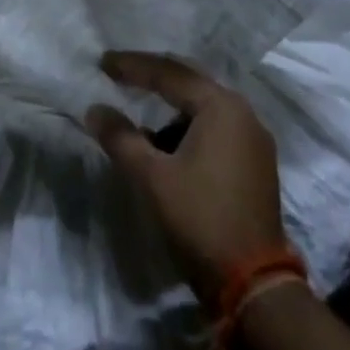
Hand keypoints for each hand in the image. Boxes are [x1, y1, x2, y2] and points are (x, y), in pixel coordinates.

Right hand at [86, 52, 287, 306]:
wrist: (255, 285)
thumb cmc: (200, 219)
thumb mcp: (151, 177)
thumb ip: (120, 138)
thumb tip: (94, 110)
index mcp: (221, 106)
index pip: (169, 73)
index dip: (132, 66)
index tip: (103, 63)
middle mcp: (242, 113)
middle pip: (190, 82)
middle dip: (153, 78)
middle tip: (120, 74)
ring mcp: (254, 139)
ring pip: (203, 107)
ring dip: (170, 107)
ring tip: (140, 115)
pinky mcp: (255, 163)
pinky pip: (215, 128)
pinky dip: (188, 127)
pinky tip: (167, 144)